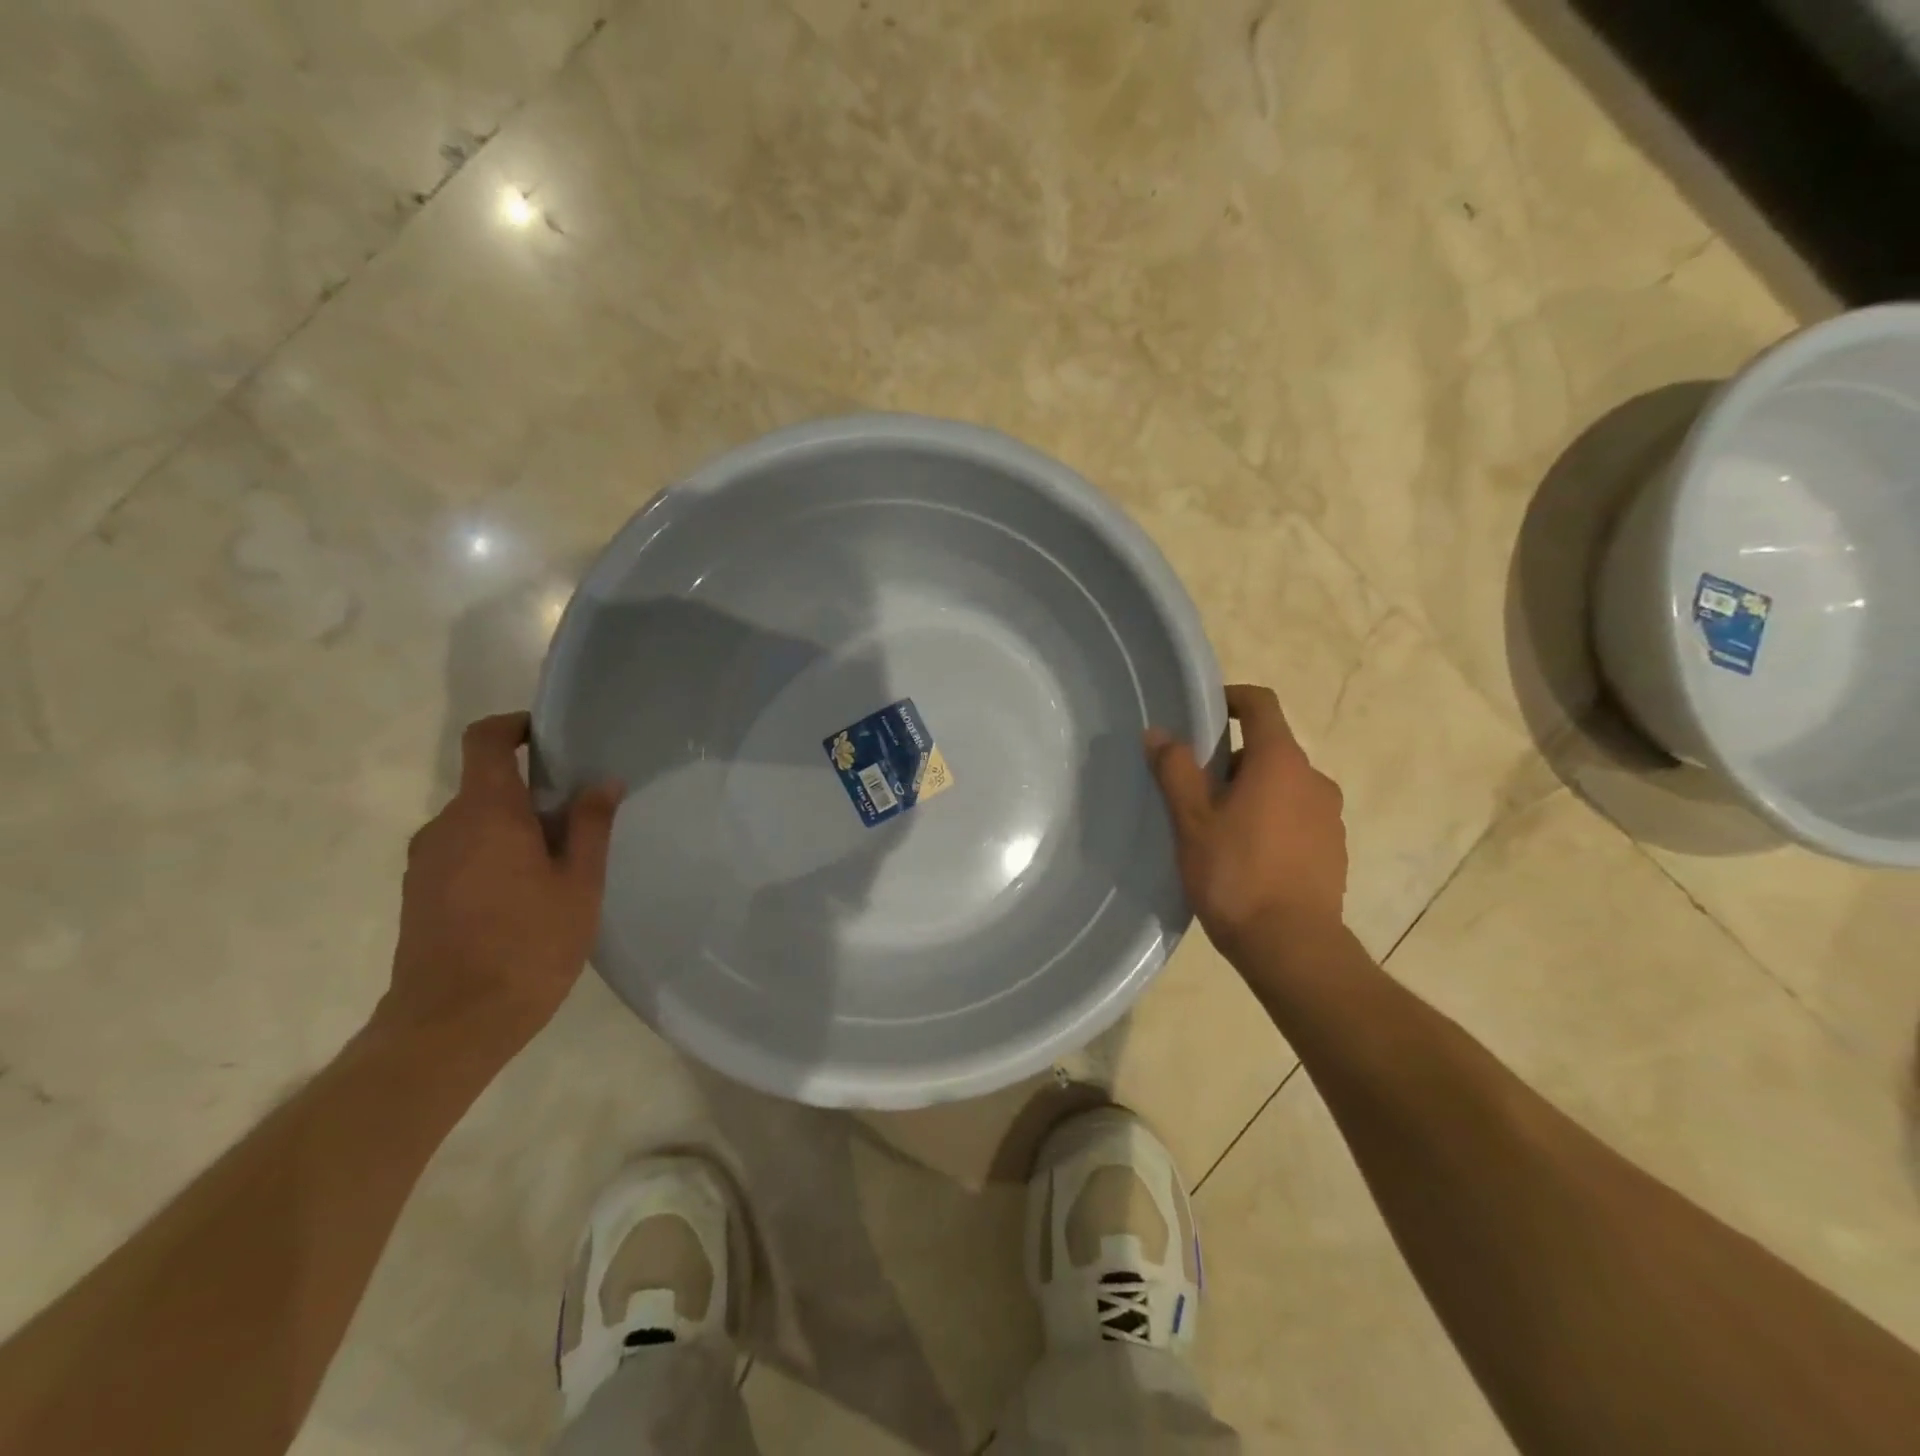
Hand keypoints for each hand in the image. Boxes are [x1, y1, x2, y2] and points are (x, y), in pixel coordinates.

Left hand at [377, 712, 621, 1056]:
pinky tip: (524, 897)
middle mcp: (445, 826)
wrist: (452, 1024)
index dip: (514, 726)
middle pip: (487, 786)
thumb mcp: (579, 883)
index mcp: (486, 813)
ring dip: (514, 829)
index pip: (486, 741)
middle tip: (579, 821)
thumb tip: (603, 782)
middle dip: (532, 793)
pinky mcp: (418, 894)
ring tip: (558, 866)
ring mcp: (425, 862)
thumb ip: (591, 825)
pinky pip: (461, 853)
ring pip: (476, 823)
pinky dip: (493, 855)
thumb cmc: (528, 945)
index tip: (549, 736)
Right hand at [1145, 684, 1347, 954]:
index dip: (1231, 699)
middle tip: (1194, 790)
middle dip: (1230, 759)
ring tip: (1217, 828)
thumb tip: (1159, 733)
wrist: (1292, 946)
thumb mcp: (1191, 821)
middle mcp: (1314, 779)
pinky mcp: (1334, 849)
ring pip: (1283, 785)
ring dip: (1252, 792)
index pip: (1260, 704)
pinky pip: (1297, 816)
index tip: (1203, 715)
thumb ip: (1175, 770)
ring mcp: (1329, 816)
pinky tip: (1246, 857)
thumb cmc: (1235, 875)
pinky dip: (1272, 820)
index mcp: (1280, 761)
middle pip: (1269, 748)